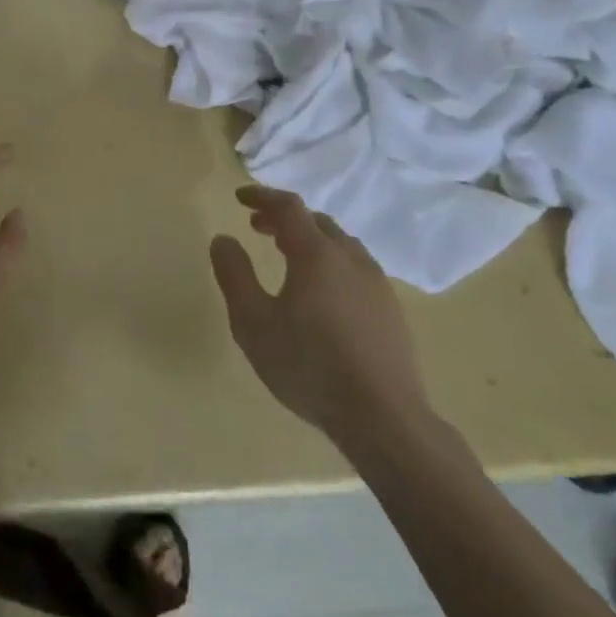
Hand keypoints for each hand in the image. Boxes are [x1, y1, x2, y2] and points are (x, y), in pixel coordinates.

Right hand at [209, 185, 434, 455]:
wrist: (384, 420)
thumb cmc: (309, 366)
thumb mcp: (253, 323)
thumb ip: (234, 275)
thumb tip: (223, 239)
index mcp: (316, 254)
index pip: (288, 207)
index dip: (262, 196)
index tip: (239, 198)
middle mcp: (351, 259)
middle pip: (317, 222)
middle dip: (285, 219)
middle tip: (259, 229)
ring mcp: (377, 285)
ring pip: (342, 245)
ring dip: (312, 240)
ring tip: (290, 258)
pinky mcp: (392, 312)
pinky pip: (358, 269)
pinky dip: (333, 263)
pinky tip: (325, 294)